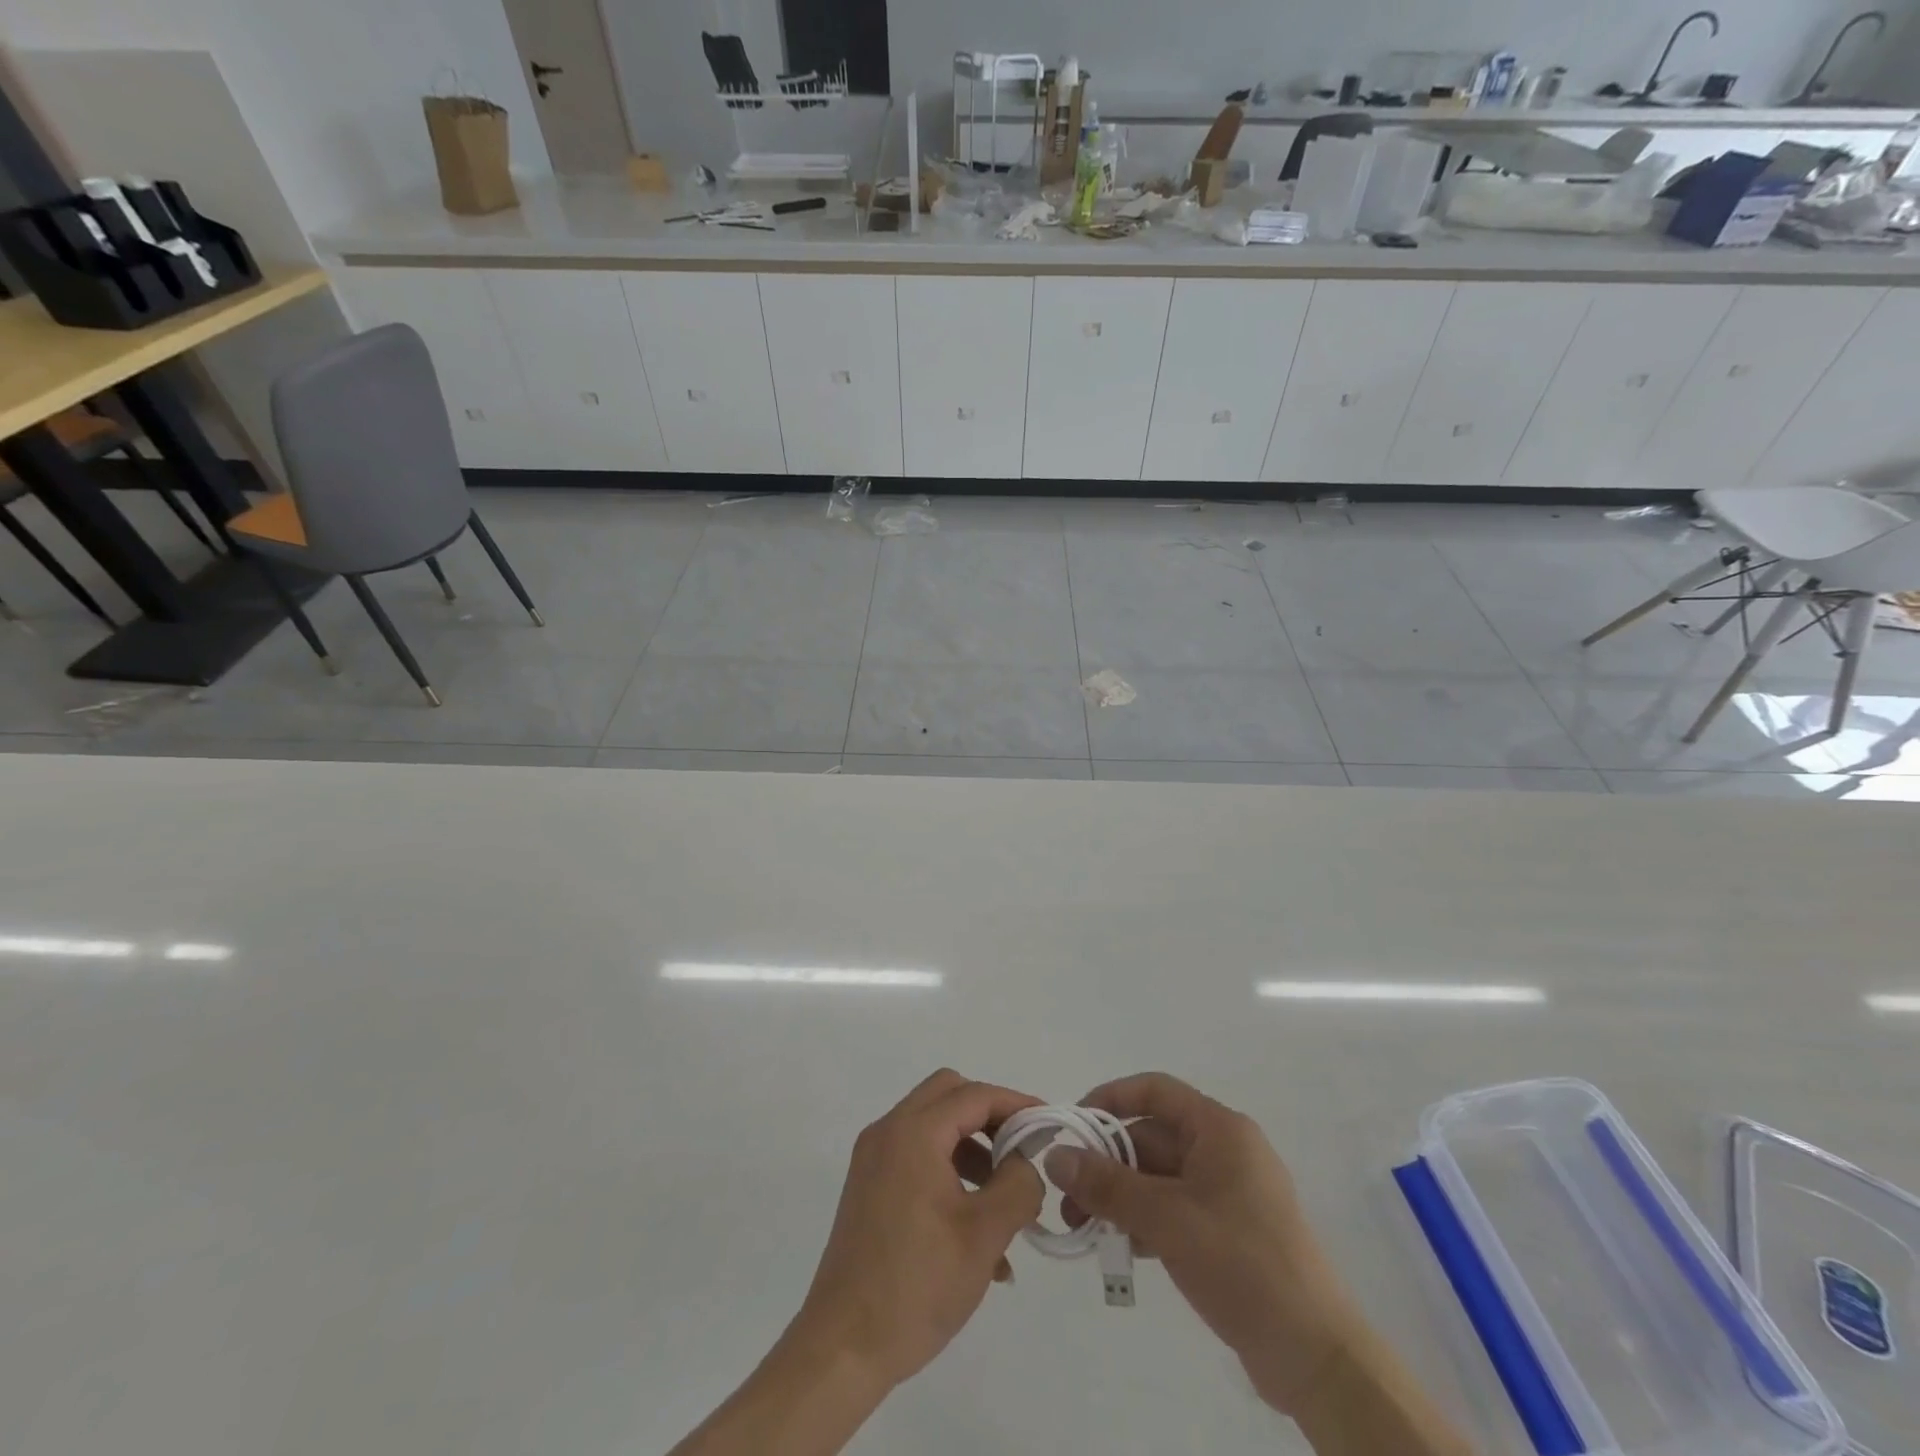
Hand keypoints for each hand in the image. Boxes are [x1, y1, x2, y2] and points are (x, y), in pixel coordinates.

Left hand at [788, 1069, 1042, 1392]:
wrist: (843, 1347)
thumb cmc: (917, 1285)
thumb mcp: (984, 1235)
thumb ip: (1017, 1185)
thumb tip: (1026, 1161)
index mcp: (913, 1133)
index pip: (974, 1095)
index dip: (1015, 1104)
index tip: (1048, 1125)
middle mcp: (888, 1132)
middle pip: (949, 1096)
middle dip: (991, 1117)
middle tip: (1022, 1150)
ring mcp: (874, 1159)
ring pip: (934, 1128)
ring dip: (973, 1150)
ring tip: (1006, 1202)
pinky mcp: (869, 1187)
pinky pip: (918, 1159)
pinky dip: (950, 1174)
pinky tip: (977, 1232)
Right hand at [1046, 1073, 1363, 1414]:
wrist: (1316, 1357)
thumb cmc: (1241, 1264)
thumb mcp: (1166, 1219)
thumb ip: (1107, 1185)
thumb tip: (1055, 1156)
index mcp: (1219, 1130)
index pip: (1155, 1091)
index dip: (1110, 1100)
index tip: (1072, 1126)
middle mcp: (1224, 1150)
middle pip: (1151, 1138)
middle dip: (1106, 1163)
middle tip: (1066, 1196)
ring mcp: (1228, 1193)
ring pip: (1159, 1177)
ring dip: (1119, 1197)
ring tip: (1081, 1229)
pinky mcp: (1228, 1232)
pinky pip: (1174, 1209)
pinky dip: (1143, 1221)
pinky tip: (1118, 1249)